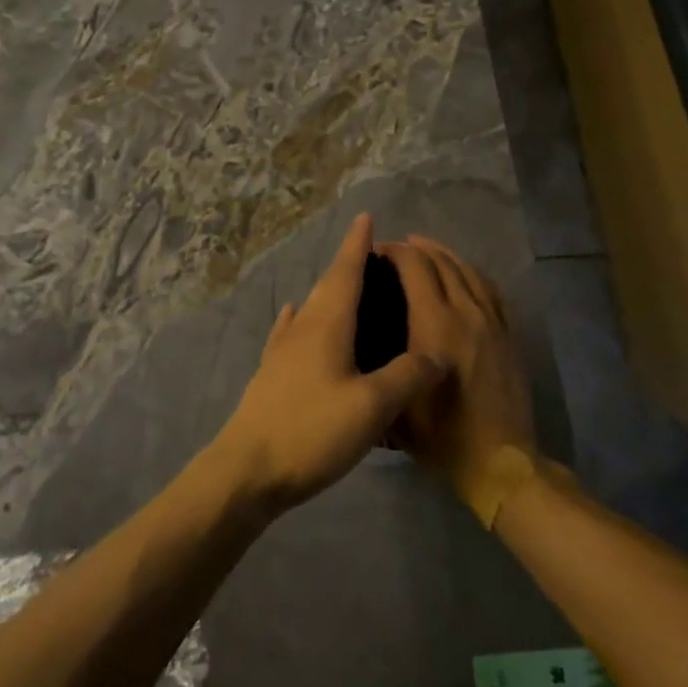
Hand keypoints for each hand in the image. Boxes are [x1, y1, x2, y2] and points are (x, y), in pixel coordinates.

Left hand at [210, 214, 443, 513]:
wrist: (247, 470)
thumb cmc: (311, 431)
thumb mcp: (371, 407)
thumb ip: (406, 376)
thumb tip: (439, 353)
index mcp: (326, 325)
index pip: (345, 272)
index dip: (357, 244)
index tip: (366, 216)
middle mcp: (302, 328)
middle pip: (327, 285)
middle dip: (347, 264)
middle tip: (371, 252)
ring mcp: (282, 350)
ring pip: (311, 308)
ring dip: (329, 290)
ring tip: (349, 286)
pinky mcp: (271, 373)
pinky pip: (292, 330)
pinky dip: (302, 316)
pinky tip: (296, 315)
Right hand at [379, 236, 536, 504]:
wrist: (499, 461)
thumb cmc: (440, 435)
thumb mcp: (394, 401)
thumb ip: (381, 363)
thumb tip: (366, 336)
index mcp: (434, 323)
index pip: (414, 267)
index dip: (394, 252)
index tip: (376, 253)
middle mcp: (464, 311)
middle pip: (440, 262)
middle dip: (416, 248)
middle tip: (396, 250)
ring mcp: (492, 321)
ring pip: (468, 271)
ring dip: (445, 255)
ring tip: (427, 250)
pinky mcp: (509, 334)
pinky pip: (492, 290)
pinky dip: (473, 273)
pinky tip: (464, 274)